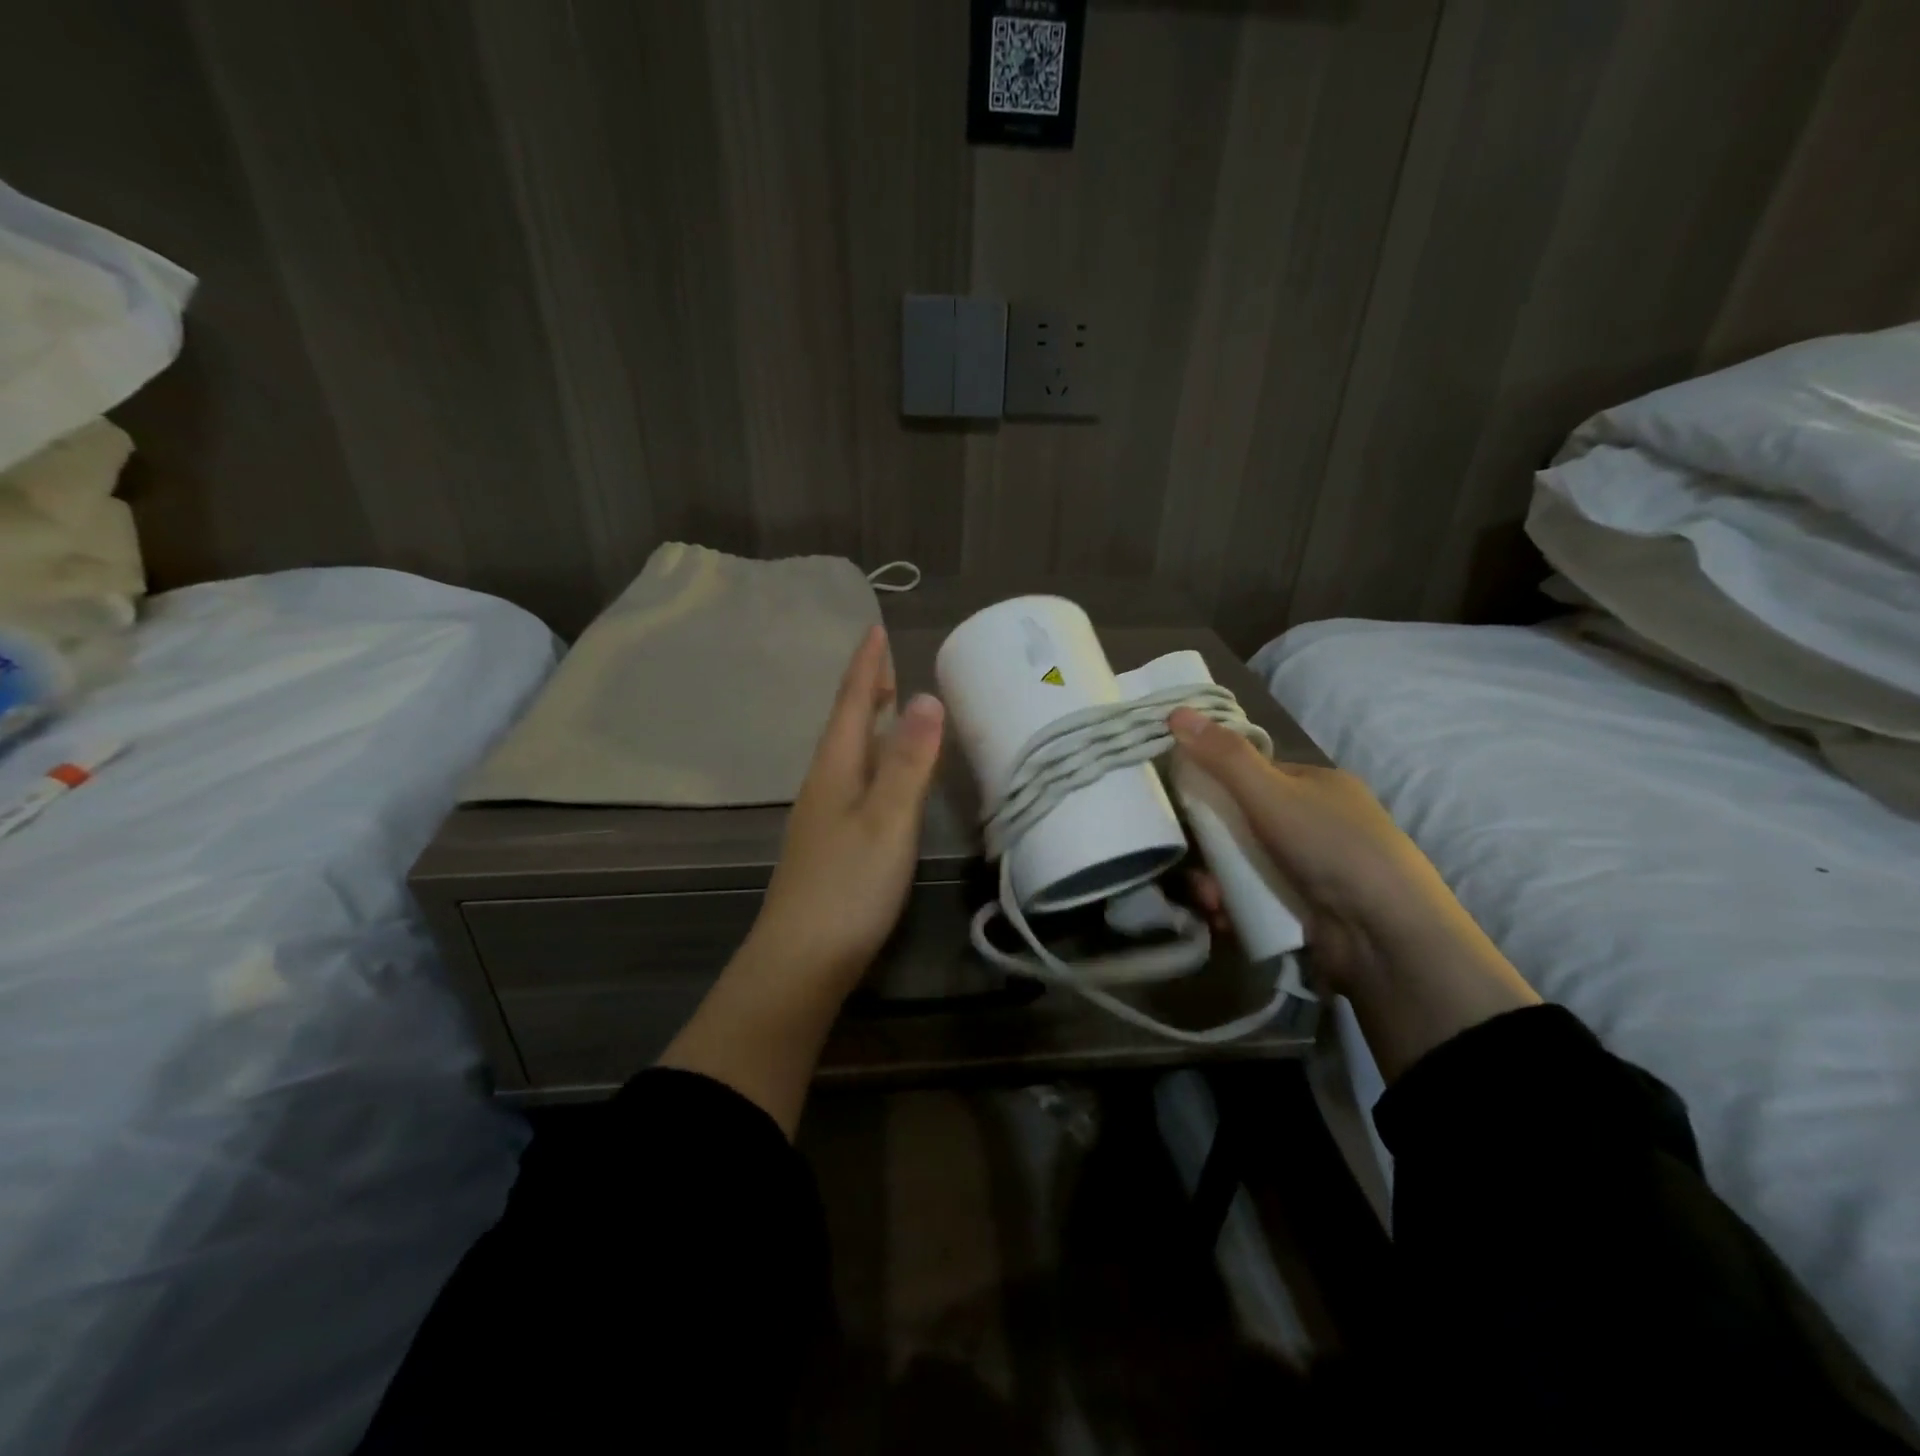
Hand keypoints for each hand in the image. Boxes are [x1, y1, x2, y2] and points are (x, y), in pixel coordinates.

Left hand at [743, 624, 945, 992]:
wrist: (800, 961)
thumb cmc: (848, 887)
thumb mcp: (887, 820)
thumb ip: (907, 762)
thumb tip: (926, 697)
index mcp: (835, 770)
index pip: (852, 705)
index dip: (866, 667)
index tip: (874, 629)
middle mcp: (823, 786)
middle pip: (845, 726)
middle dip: (864, 691)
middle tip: (883, 662)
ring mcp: (822, 817)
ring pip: (847, 755)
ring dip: (867, 724)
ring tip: (887, 707)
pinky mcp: (830, 845)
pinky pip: (853, 782)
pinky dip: (871, 762)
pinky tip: (880, 777)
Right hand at [1168, 707, 1536, 1077]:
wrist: (1386, 936)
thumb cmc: (1330, 847)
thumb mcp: (1271, 793)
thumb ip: (1222, 756)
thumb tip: (1175, 711)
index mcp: (1319, 785)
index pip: (1254, 774)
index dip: (1216, 783)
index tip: (1183, 801)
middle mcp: (1319, 823)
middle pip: (1244, 823)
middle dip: (1211, 844)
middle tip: (1190, 861)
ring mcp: (1315, 869)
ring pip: (1246, 865)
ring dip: (1216, 880)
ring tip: (1207, 898)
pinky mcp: (1308, 910)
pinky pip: (1256, 898)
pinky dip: (1234, 905)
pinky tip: (1222, 916)